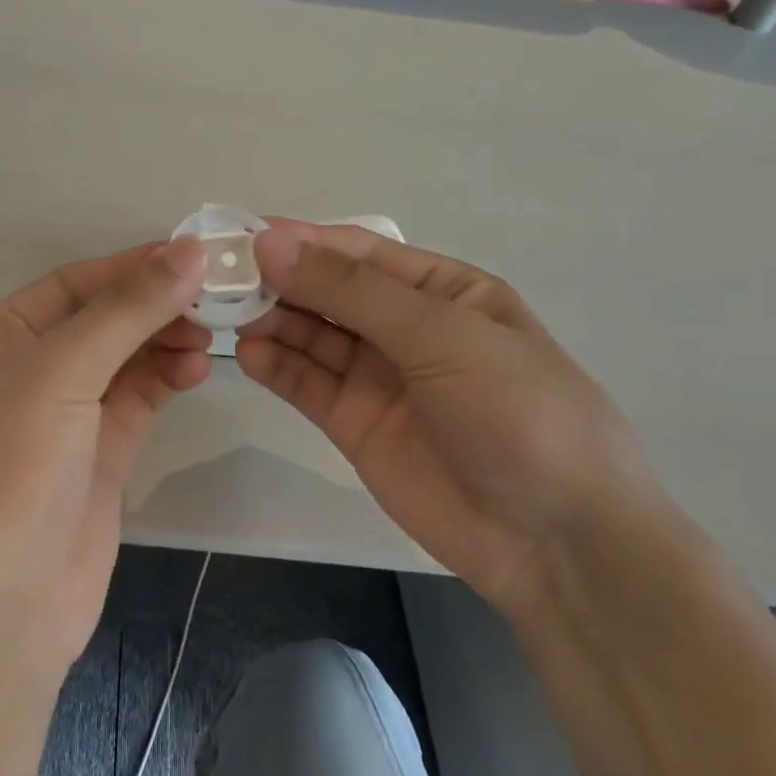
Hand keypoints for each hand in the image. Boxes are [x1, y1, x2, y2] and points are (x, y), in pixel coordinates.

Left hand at [0, 238, 211, 680]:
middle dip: (154, 305)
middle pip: (99, 321)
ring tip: (215, 332)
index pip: (71, 285)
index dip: (131, 267)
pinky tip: (198, 368)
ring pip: (122, 362)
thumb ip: (125, 312)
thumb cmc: (4, 475)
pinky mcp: (94, 462)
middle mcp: (21, 375)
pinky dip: (165, 381)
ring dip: (165, 342)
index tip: (198, 253)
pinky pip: (135, 404)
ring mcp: (59, 422)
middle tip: (219, 296)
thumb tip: (191, 250)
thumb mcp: (57, 376)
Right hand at [236, 221, 665, 610]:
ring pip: (312, 337)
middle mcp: (406, 328)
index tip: (242, 236)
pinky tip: (247, 354)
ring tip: (224, 314)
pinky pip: (307, 385)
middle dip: (280, 281)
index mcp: (443, 291)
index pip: (359, 252)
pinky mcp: (355, 425)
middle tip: (220, 279)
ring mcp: (378, 378)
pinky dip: (276, 367)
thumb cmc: (515, 412)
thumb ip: (350, 291)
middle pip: (329, 293)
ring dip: (271, 321)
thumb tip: (270, 243)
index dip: (303, 241)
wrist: (554, 539)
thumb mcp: (441, 335)